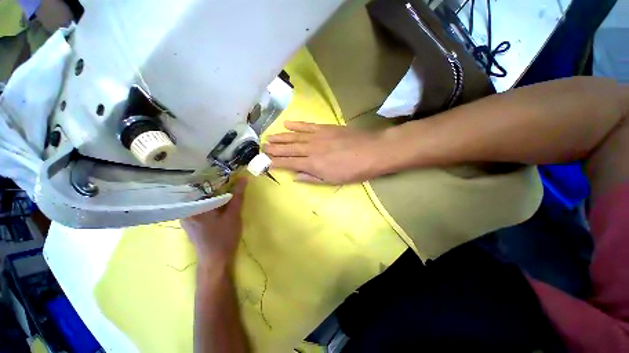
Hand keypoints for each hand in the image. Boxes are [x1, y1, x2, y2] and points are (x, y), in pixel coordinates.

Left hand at [181, 179, 246, 265]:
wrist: (216, 261)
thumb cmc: (224, 237)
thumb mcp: (233, 214)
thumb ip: (237, 196)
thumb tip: (243, 178)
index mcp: (192, 208)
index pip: (199, 185)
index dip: (213, 177)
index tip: (225, 172)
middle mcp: (185, 211)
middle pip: (199, 192)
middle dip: (214, 185)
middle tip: (228, 178)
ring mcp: (187, 218)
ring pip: (200, 199)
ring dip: (213, 194)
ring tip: (225, 187)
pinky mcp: (192, 223)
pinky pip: (200, 206)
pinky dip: (210, 202)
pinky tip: (220, 201)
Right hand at [264, 121, 387, 184]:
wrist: (372, 151)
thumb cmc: (353, 170)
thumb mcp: (333, 180)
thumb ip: (312, 178)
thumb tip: (295, 176)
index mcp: (313, 164)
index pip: (289, 163)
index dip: (276, 162)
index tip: (265, 161)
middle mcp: (311, 149)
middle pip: (289, 149)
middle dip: (274, 149)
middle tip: (262, 148)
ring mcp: (317, 136)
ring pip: (294, 136)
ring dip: (281, 137)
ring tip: (269, 137)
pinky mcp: (325, 127)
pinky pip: (307, 125)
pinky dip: (296, 125)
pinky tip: (287, 124)